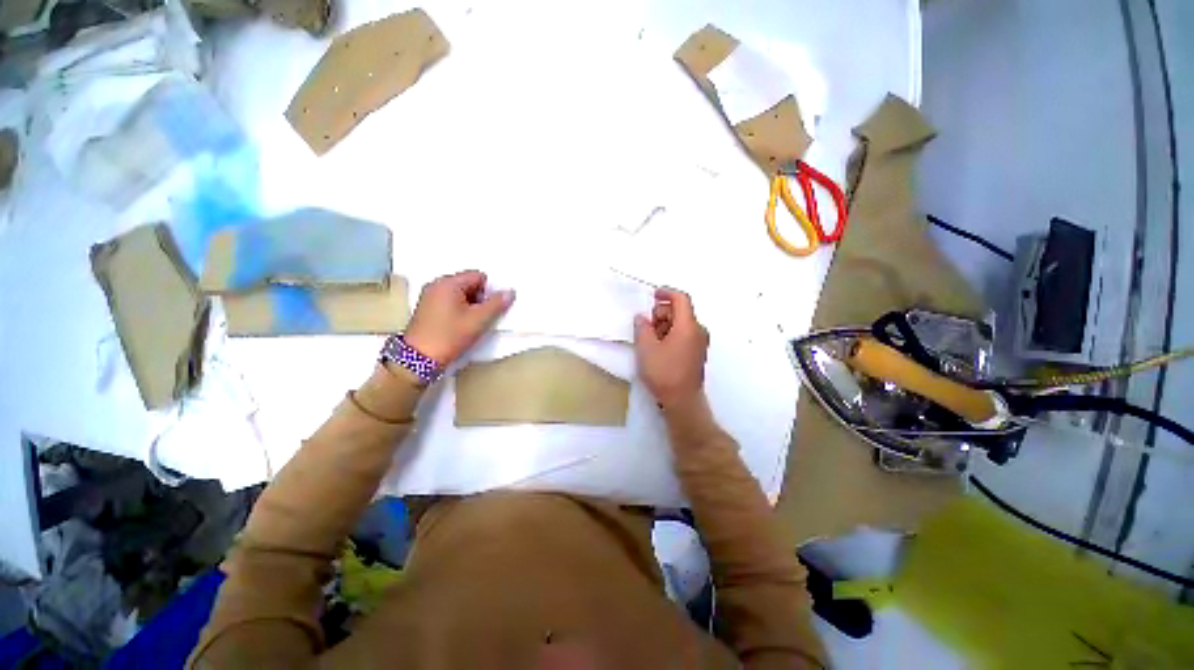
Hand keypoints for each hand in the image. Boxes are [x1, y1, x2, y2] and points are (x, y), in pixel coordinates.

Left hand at [404, 270, 514, 364]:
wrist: (419, 359)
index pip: (478, 276)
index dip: (489, 291)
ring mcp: (430, 297)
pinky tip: (460, 326)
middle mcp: (437, 285)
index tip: (489, 309)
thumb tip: (510, 292)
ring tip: (471, 324)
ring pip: (460, 295)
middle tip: (481, 317)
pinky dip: (459, 311)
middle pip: (469, 284)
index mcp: (448, 283)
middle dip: (480, 299)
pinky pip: (450, 303)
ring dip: (470, 306)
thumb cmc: (450, 336)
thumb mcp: (478, 320)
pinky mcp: (427, 309)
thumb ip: (497, 304)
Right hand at [634, 287, 708, 408]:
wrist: (682, 401)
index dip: (666, 293)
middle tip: (646, 326)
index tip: (652, 295)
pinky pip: (684, 334)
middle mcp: (698, 330)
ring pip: (681, 323)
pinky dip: (671, 334)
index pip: (681, 298)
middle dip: (661, 313)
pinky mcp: (697, 352)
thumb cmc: (664, 372)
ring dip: (665, 325)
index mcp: (688, 325)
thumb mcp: (646, 348)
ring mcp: (699, 342)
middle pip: (680, 311)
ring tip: (650, 339)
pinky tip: (659, 347)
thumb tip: (642, 317)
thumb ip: (642, 327)